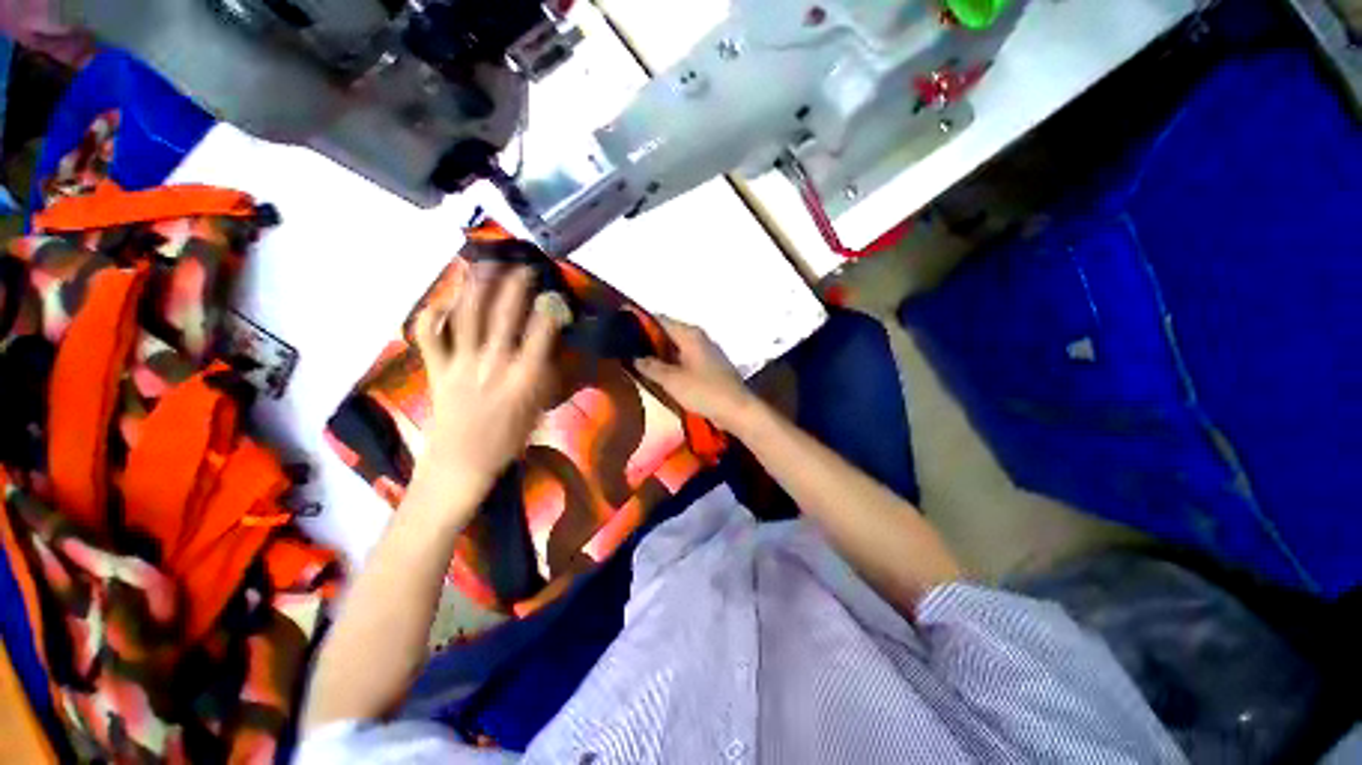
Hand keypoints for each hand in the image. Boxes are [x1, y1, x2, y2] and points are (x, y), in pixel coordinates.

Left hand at [411, 267, 562, 512]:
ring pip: (467, 317)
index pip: (540, 334)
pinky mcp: (437, 369)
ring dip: (477, 287)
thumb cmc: (508, 441)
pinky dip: (432, 315)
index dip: (549, 310)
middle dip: (516, 286)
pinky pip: (429, 337)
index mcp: (523, 379)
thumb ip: (545, 375)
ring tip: (486, 265)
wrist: (461, 465)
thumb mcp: (538, 410)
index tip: (555, 295)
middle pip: (504, 316)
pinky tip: (443, 301)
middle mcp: (492, 366)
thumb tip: (550, 346)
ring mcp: (460, 365)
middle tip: (524, 267)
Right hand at [636, 318, 755, 432]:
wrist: (737, 409)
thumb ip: (650, 366)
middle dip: (648, 340)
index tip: (622, 329)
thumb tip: (634, 356)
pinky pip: (684, 358)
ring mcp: (706, 351)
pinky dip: (671, 362)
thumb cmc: (704, 391)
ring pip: (676, 346)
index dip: (640, 322)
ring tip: (638, 361)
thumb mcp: (672, 380)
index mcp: (690, 334)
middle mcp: (698, 337)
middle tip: (626, 349)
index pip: (660, 319)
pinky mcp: (709, 366)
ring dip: (659, 353)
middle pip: (668, 332)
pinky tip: (660, 373)